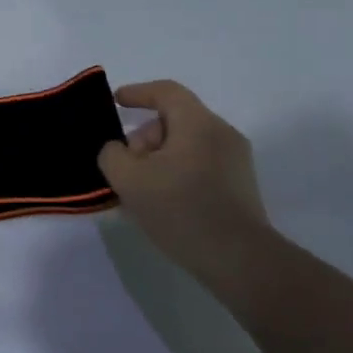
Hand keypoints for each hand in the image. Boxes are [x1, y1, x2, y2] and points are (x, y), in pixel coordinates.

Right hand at [98, 80, 273, 277]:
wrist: (239, 260)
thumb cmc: (181, 210)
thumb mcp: (128, 179)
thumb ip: (112, 154)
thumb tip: (117, 150)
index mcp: (198, 124)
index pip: (166, 92)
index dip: (137, 93)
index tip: (116, 102)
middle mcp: (222, 134)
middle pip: (174, 120)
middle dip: (144, 138)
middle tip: (126, 167)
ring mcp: (236, 161)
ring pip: (186, 144)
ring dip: (158, 158)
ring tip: (140, 190)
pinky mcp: (240, 186)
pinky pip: (200, 164)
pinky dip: (177, 172)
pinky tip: (162, 201)